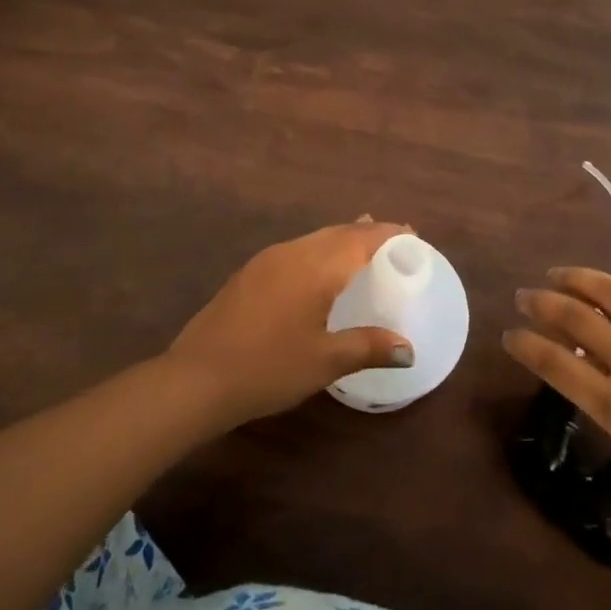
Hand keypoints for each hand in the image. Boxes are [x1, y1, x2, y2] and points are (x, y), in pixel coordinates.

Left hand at [168, 219, 415, 425]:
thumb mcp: (325, 361)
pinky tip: (317, 272)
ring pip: (315, 238)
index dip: (390, 233)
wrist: (197, 377)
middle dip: (367, 232)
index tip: (413, 235)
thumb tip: (407, 350)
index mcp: (317, 267)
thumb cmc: (268, 368)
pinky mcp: (249, 273)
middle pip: (338, 232)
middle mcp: (293, 252)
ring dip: (341, 240)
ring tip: (361, 248)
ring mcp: (267, 260)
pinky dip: (318, 251)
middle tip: (393, 241)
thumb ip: (368, 347)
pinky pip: (296, 250)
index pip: (362, 238)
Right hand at [503, 266, 610, 509]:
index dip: (526, 345)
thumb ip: (604, 402)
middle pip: (574, 318)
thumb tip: (578, 364)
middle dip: (540, 303)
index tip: (509, 334)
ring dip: (574, 278)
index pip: (556, 364)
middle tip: (523, 295)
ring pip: (607, 290)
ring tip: (556, 274)